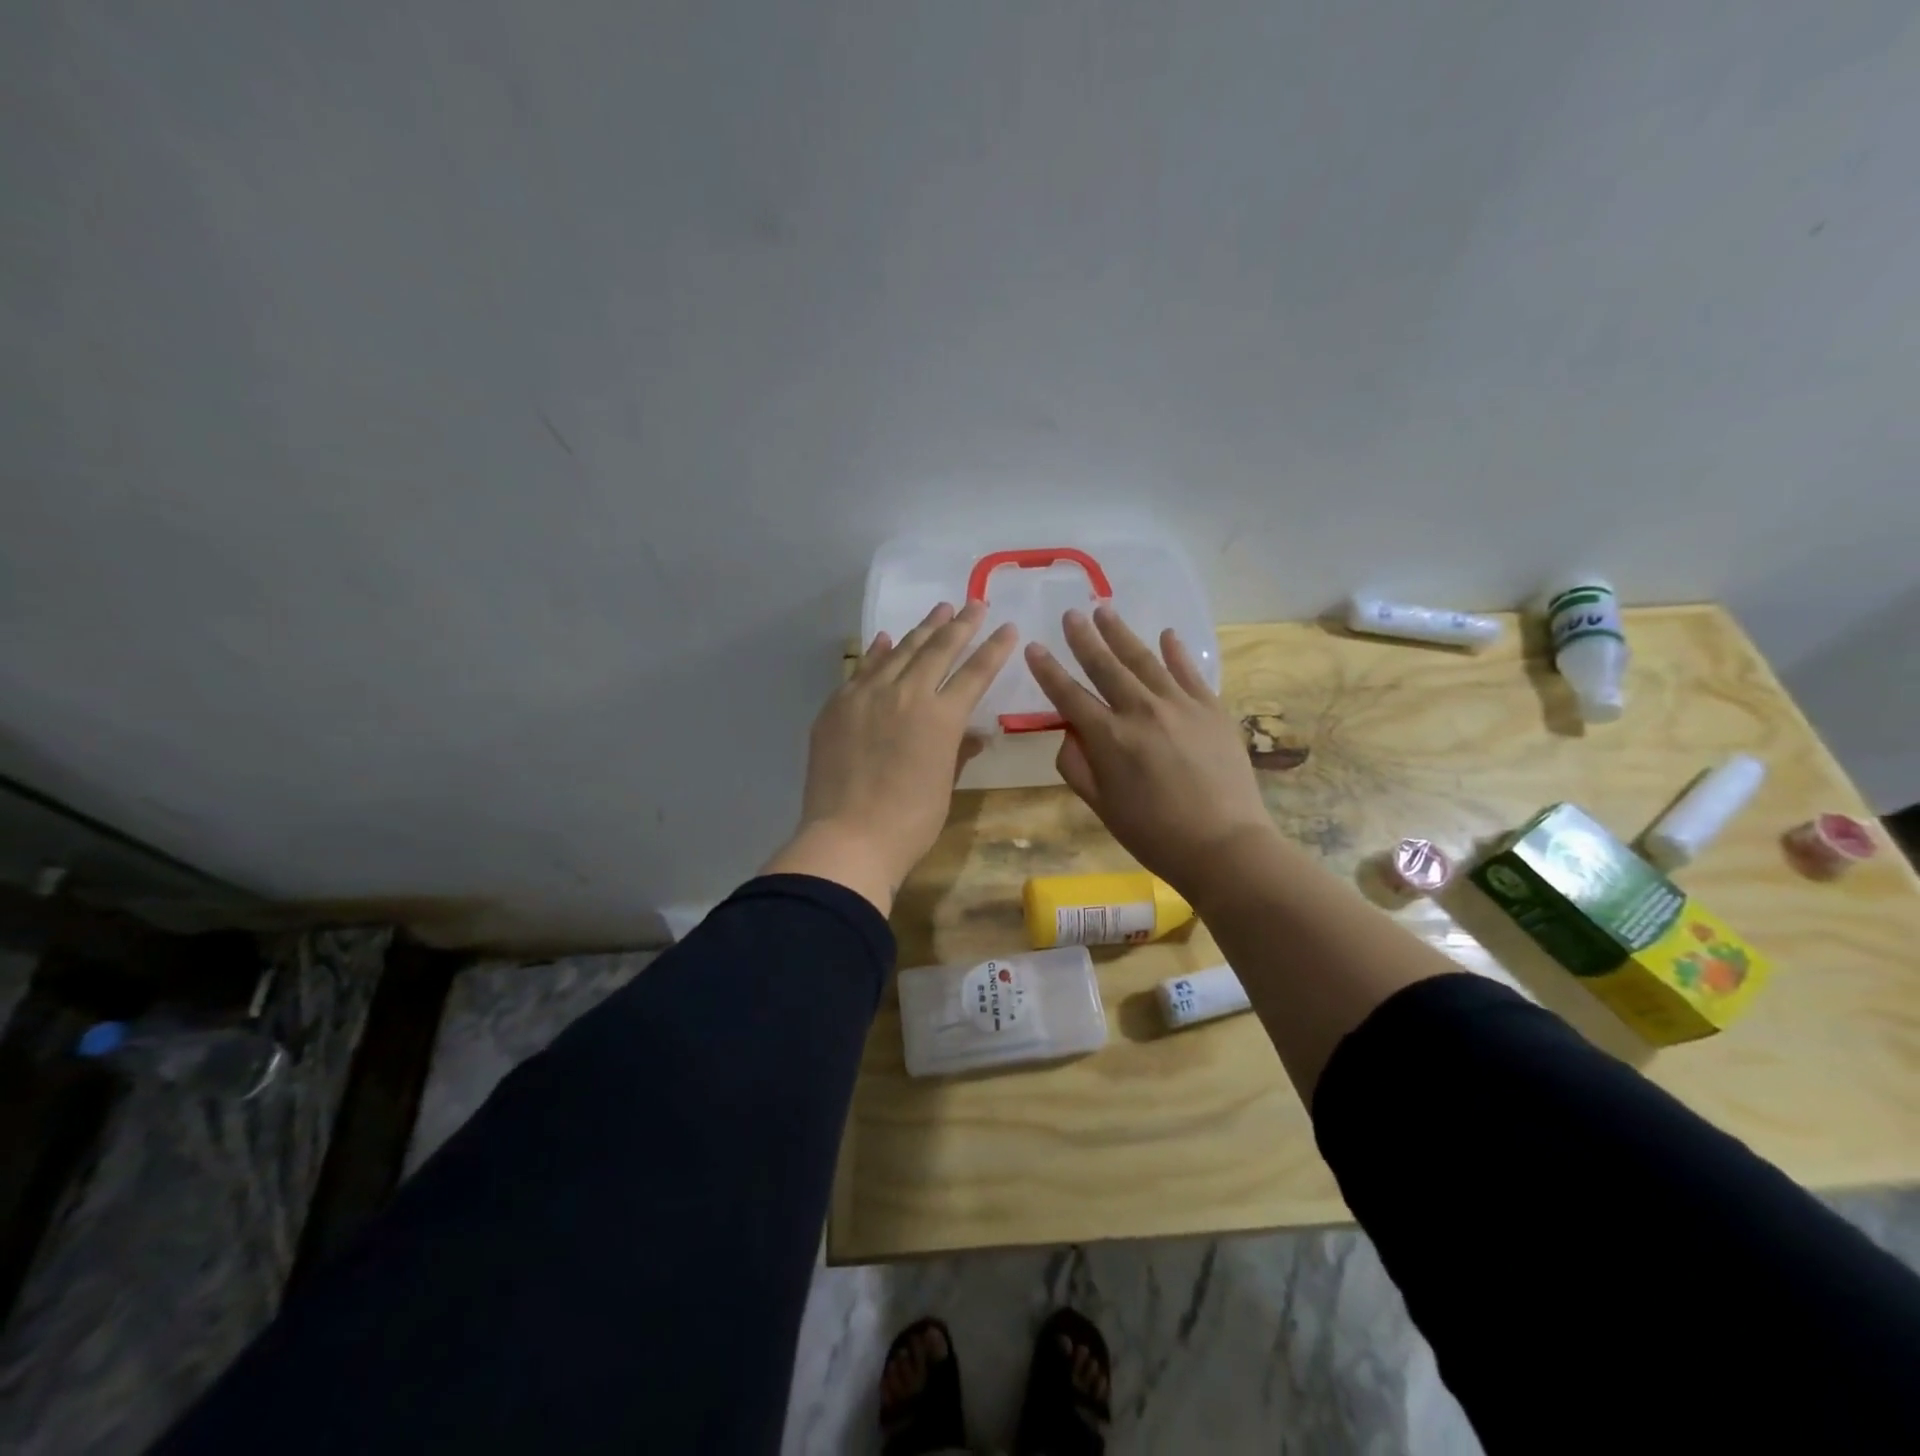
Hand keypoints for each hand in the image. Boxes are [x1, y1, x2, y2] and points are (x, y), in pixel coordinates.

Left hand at [766, 601, 1017, 913]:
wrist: (847, 838)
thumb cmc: (909, 822)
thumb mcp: (944, 786)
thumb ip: (958, 751)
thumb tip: (976, 735)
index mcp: (941, 717)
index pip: (975, 673)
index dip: (994, 648)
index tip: (1006, 627)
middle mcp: (906, 694)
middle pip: (938, 650)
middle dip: (960, 625)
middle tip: (974, 605)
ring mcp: (866, 696)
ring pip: (899, 651)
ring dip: (922, 630)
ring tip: (939, 610)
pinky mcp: (837, 706)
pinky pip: (862, 669)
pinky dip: (878, 652)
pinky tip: (887, 639)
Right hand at [1026, 605, 1277, 897]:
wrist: (1224, 845)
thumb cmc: (1155, 835)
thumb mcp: (1102, 808)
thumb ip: (1077, 767)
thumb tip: (1069, 733)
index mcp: (1108, 738)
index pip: (1069, 695)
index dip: (1048, 671)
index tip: (1033, 648)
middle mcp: (1140, 710)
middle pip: (1105, 666)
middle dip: (1084, 638)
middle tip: (1072, 613)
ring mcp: (1180, 705)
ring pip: (1144, 660)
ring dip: (1122, 634)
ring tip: (1105, 610)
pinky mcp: (1211, 708)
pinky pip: (1189, 672)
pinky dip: (1176, 652)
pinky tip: (1166, 635)